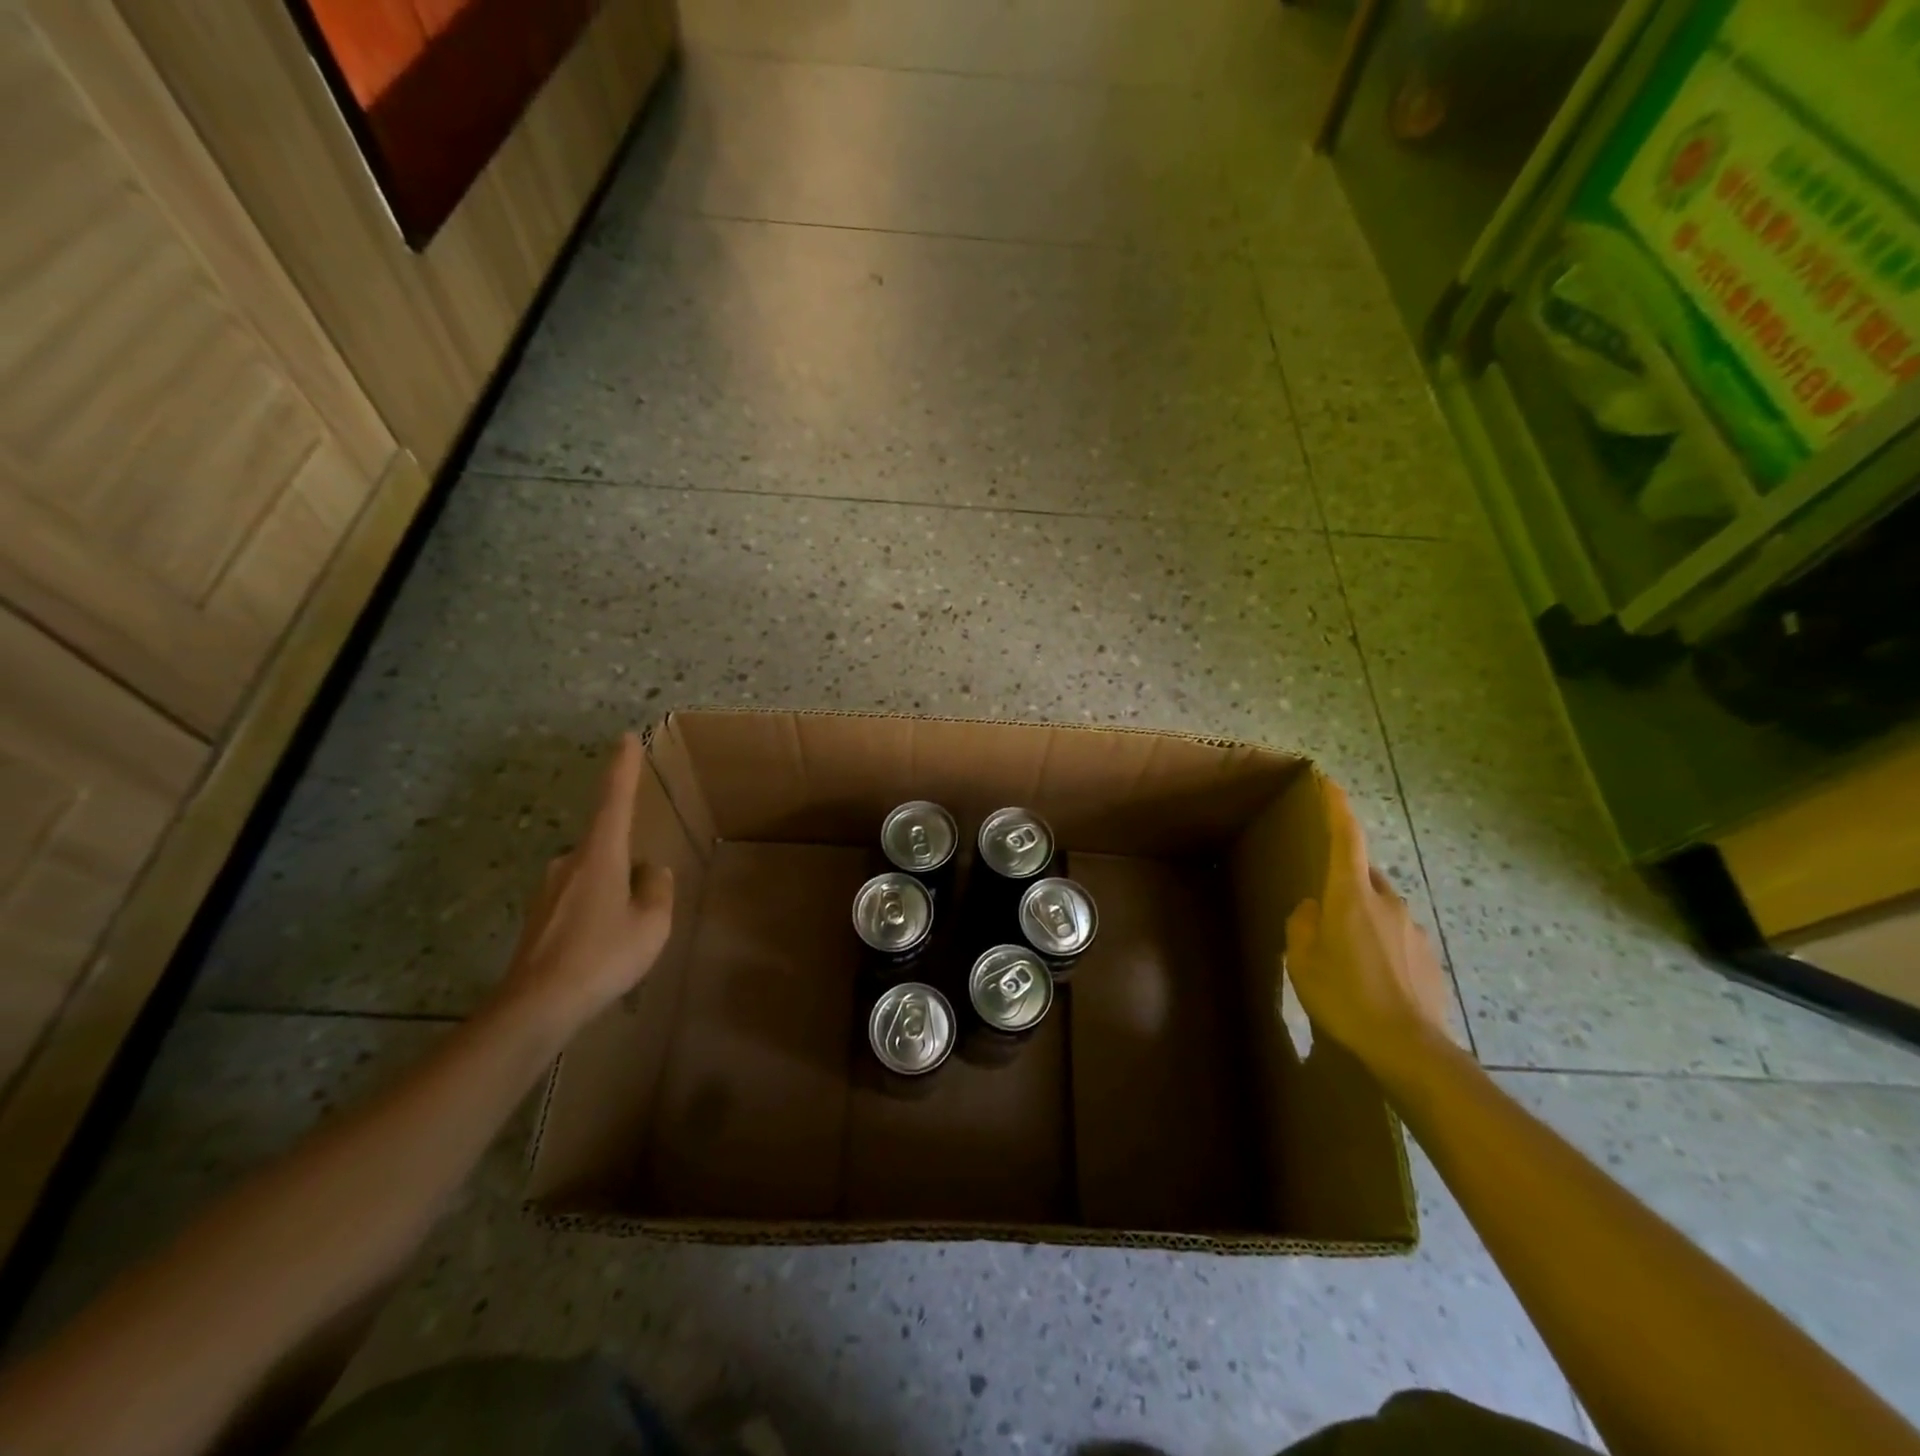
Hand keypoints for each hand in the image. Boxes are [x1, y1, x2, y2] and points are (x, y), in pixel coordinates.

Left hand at [498, 733, 673, 1028]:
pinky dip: (595, 913)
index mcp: (599, 856)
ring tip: (625, 936)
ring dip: (613, 893)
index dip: (622, 769)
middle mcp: (568, 863)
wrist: (536, 1006)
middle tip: (645, 907)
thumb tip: (649, 870)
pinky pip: (578, 899)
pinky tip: (601, 949)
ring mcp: (548, 889)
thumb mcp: (651, 923)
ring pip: (593, 876)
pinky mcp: (537, 916)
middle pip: (607, 847)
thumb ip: (657, 889)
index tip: (625, 738)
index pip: (614, 800)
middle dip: (628, 865)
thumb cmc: (602, 957)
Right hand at [1284, 778, 1451, 1081]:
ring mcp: (1413, 928)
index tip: (1330, 782)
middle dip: (1343, 882)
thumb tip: (1313, 909)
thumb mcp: (1303, 961)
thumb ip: (1303, 925)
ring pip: (1379, 909)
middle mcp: (1387, 902)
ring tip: (1344, 956)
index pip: (1346, 838)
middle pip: (1362, 876)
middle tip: (1322, 910)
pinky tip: (1369, 978)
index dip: (1337, 808)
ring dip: (1360, 919)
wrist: (1409, 1049)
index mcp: (1351, 896)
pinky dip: (1379, 945)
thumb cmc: (1345, 997)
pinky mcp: (1428, 956)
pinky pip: (1395, 936)